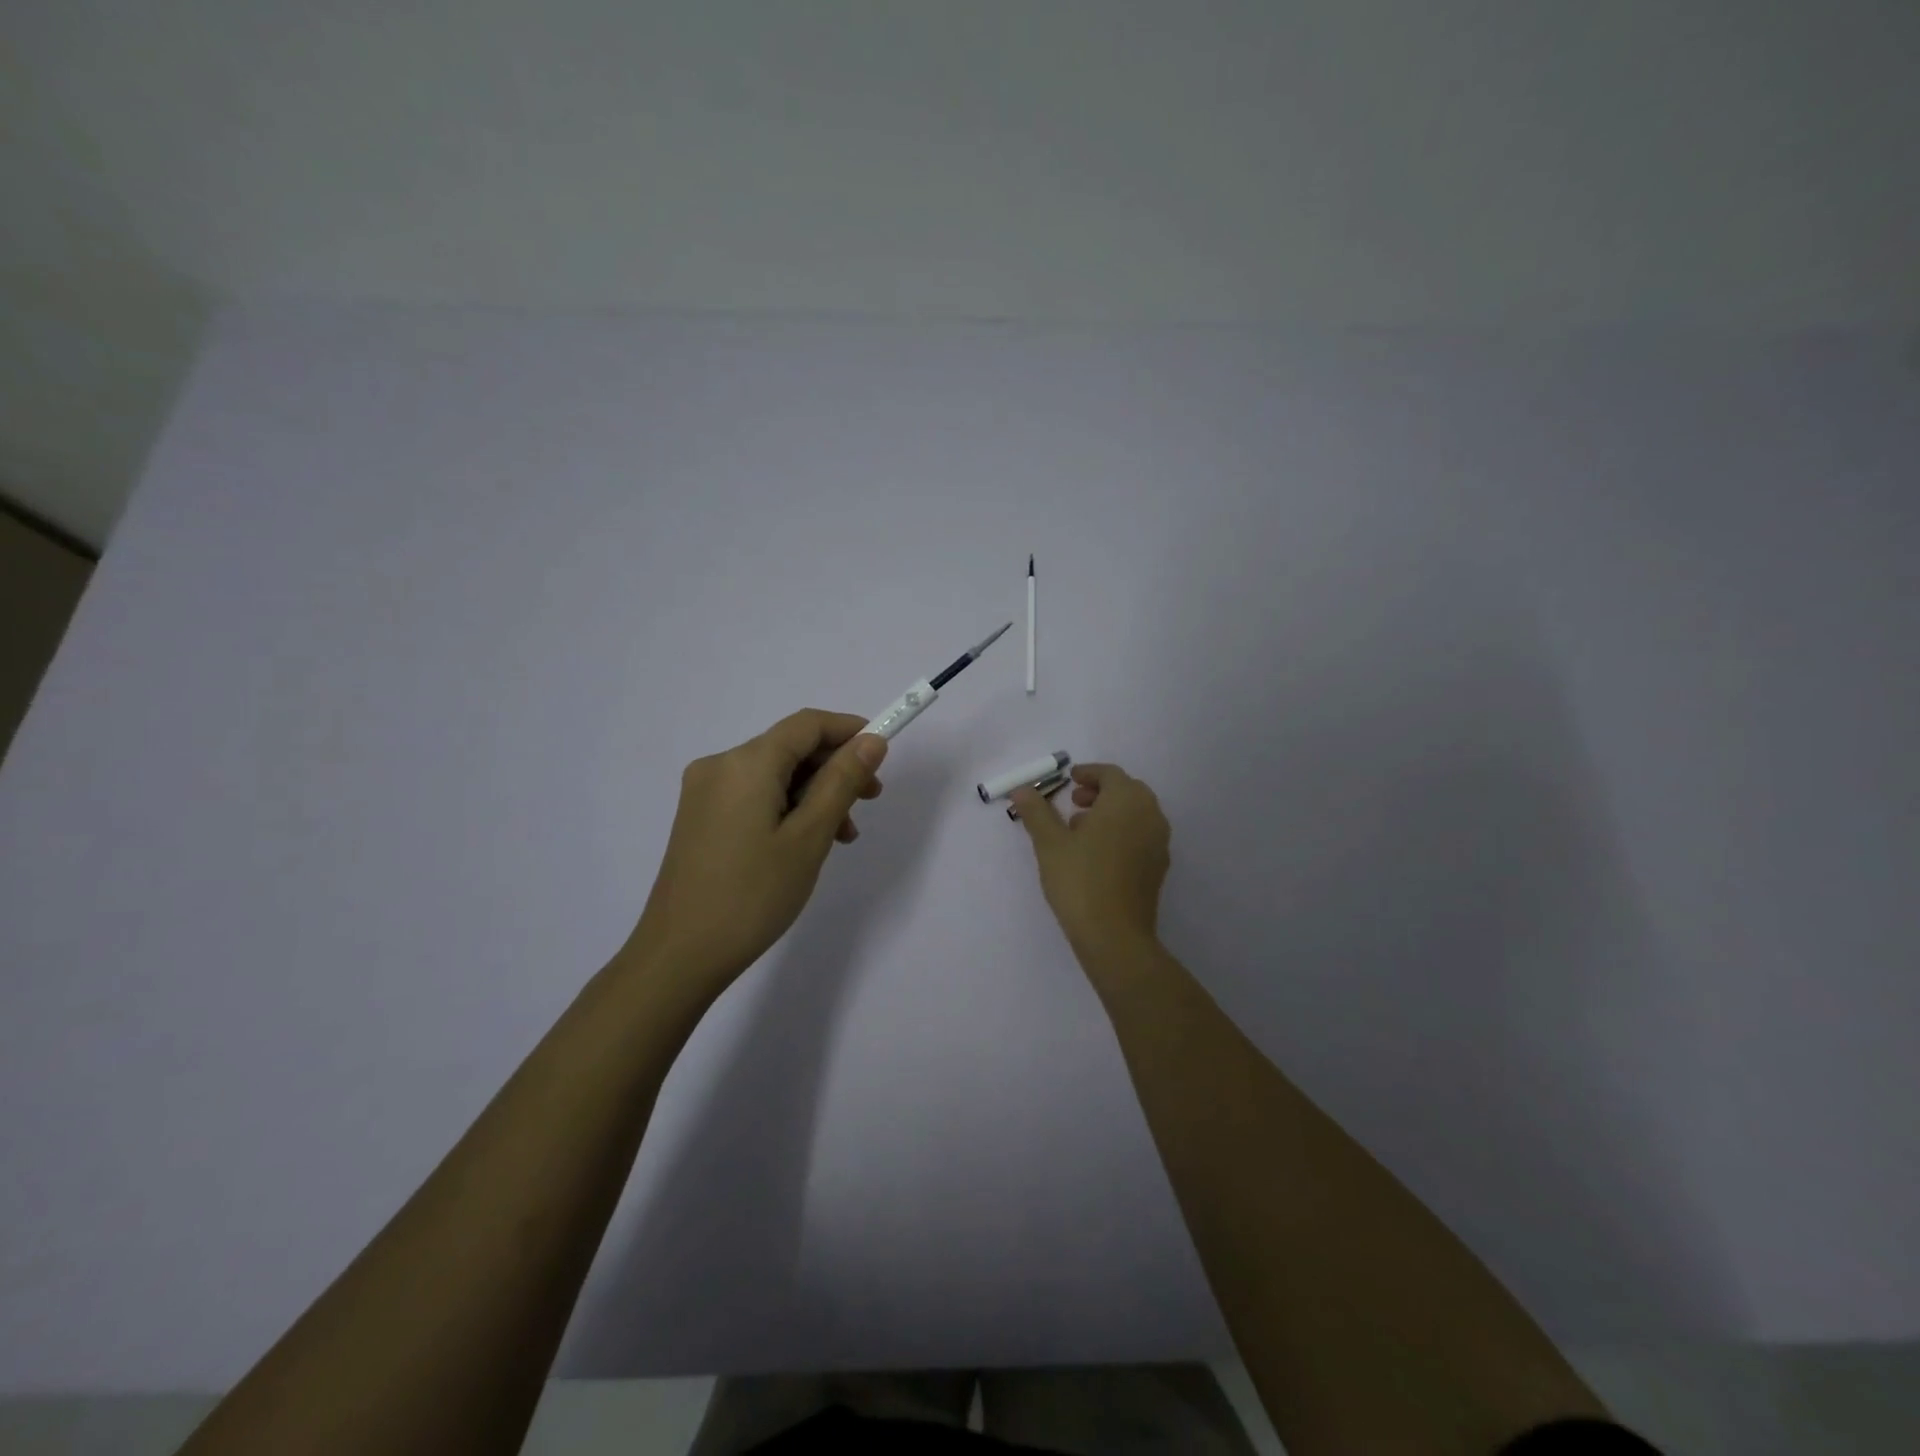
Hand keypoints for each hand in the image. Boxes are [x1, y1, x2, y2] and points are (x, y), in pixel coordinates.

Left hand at [628, 709, 887, 992]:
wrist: (679, 955)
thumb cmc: (753, 895)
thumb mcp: (809, 837)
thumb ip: (842, 782)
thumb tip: (871, 742)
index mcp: (746, 762)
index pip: (807, 724)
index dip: (850, 730)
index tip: (882, 755)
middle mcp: (720, 765)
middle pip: (790, 748)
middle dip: (835, 768)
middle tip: (870, 801)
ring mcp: (705, 792)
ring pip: (774, 775)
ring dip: (814, 793)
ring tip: (843, 836)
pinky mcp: (700, 817)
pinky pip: (754, 795)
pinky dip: (787, 808)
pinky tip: (807, 842)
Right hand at [1009, 762, 1170, 957]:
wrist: (1114, 935)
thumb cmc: (1080, 880)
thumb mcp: (1049, 843)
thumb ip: (1036, 811)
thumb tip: (1021, 790)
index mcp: (1126, 801)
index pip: (1110, 774)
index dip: (1088, 773)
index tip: (1069, 780)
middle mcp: (1150, 815)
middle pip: (1127, 791)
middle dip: (1100, 791)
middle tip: (1074, 801)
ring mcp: (1159, 842)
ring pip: (1136, 814)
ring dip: (1110, 812)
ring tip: (1080, 828)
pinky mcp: (1159, 866)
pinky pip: (1141, 835)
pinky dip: (1121, 832)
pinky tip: (1097, 854)